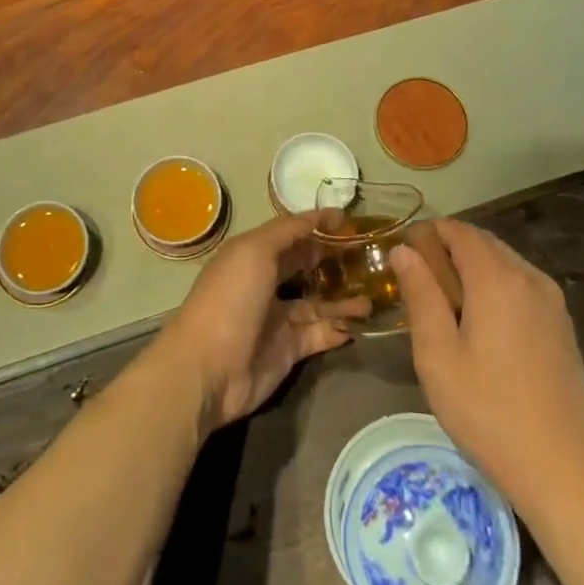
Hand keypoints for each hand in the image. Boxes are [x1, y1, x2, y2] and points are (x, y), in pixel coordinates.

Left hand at [147, 212, 366, 431]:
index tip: (351, 221)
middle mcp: (265, 284)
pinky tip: (360, 324)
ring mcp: (277, 319)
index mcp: (252, 255)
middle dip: (334, 260)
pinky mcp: (288, 350)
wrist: (209, 369)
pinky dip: (339, 328)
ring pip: (318, 303)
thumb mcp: (254, 251)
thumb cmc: (231, 299)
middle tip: (370, 256)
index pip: (291, 234)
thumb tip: (320, 215)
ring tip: (374, 296)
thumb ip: (288, 231)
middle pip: (305, 267)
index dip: (318, 225)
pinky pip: (319, 334)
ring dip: (344, 299)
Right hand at [389, 220, 583, 511]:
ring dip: (471, 270)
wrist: (566, 469)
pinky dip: (493, 288)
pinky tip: (478, 325)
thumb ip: (420, 295)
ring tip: (443, 307)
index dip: (426, 233)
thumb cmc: (489, 411)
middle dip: (447, 250)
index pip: (458, 230)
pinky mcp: (561, 325)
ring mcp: (551, 301)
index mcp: (497, 278)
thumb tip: (403, 250)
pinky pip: (520, 286)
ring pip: (503, 264)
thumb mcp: (438, 355)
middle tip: (416, 284)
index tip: (401, 256)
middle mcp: (529, 277)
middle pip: (483, 242)